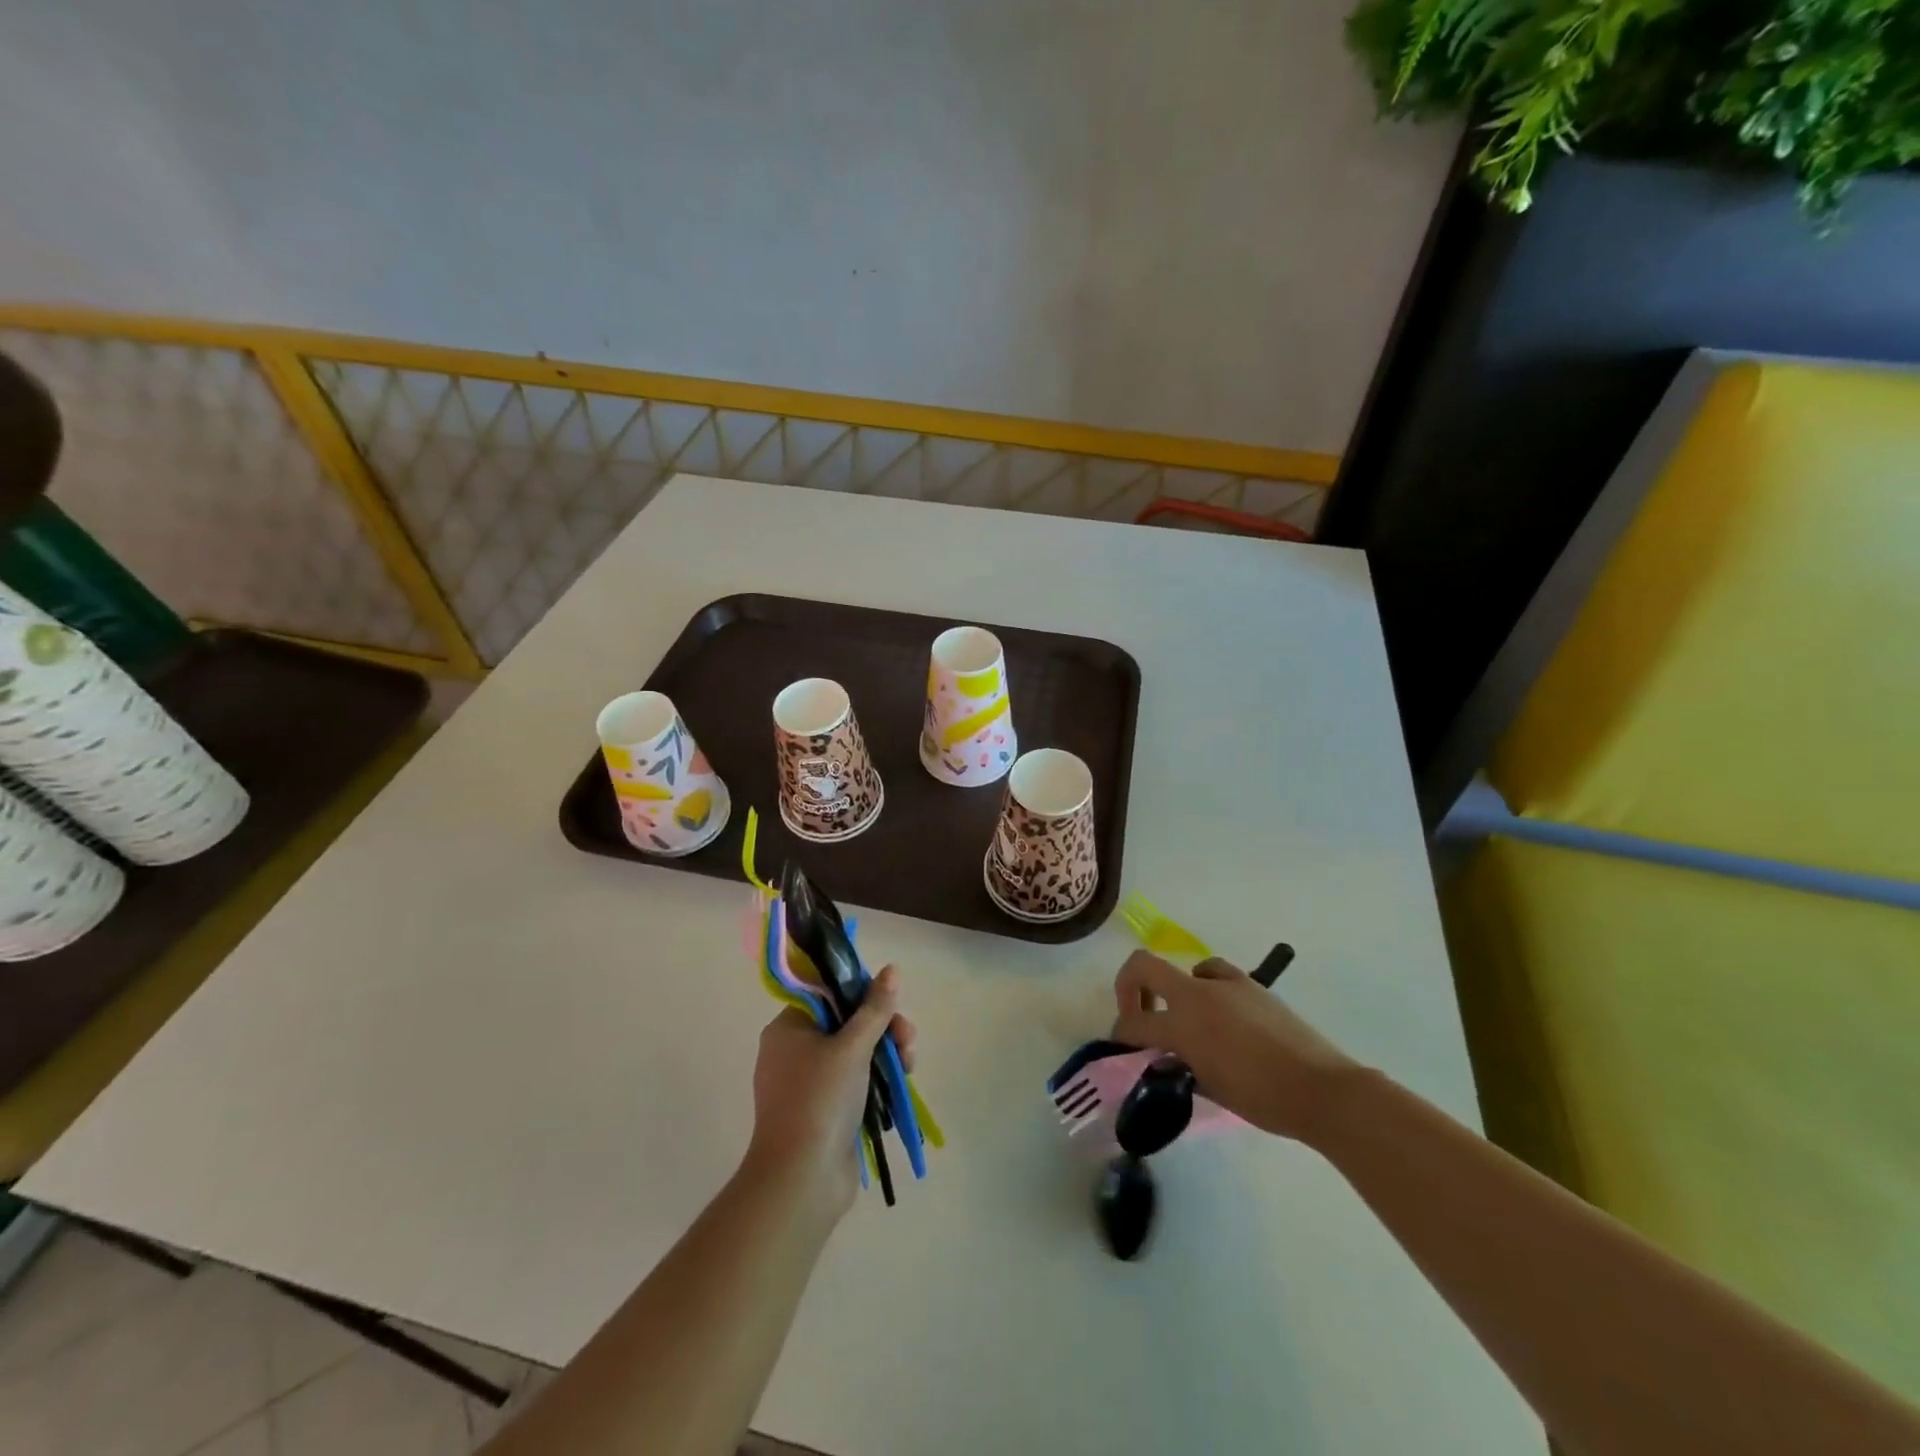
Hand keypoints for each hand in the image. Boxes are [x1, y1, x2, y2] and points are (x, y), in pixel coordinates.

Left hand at [746, 965, 917, 1220]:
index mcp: (789, 1028)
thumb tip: (893, 969)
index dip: (862, 992)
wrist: (801, 1181)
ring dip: (887, 1053)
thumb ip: (875, 1008)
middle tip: (907, 1037)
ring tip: (910, 1065)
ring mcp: (810, 1084)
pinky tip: (901, 1084)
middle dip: (883, 1027)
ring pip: (856, 1053)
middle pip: (847, 1022)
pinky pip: (856, 1081)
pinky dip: (878, 1079)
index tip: (889, 1002)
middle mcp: (794, 1052)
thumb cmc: (820, 1101)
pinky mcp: (826, 1111)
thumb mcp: (852, 1047)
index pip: (828, 993)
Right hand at [1111, 951, 1357, 1141]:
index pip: (1134, 1023)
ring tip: (1186, 1019)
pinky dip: (1208, 986)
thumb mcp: (1210, 1088)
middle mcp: (1196, 994)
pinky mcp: (1250, 984)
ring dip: (1174, 991)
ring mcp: (1225, 984)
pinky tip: (1220, 1012)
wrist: (1321, 1088)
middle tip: (1135, 1013)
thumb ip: (1180, 1066)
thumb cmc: (1261, 1098)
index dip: (1121, 1034)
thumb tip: (1167, 1058)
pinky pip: (1215, 974)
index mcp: (1182, 1025)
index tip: (1122, 1046)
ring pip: (1184, 971)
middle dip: (1128, 986)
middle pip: (1142, 966)